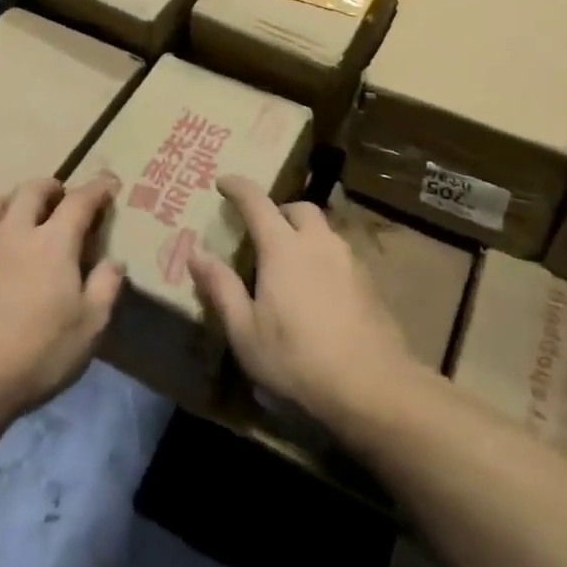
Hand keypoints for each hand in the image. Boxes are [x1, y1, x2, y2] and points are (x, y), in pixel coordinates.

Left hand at [0, 175, 124, 428]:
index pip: (80, 201)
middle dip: (50, 187)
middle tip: (59, 198)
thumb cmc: (34, 356)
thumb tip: (115, 261)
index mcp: (53, 242)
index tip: (109, 182)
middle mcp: (13, 231)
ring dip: (9, 202)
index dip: (98, 188)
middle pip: (31, 190)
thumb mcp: (89, 328)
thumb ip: (106, 288)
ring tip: (16, 215)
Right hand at [188, 176, 418, 428]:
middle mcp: (317, 241)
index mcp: (283, 247)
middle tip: (262, 232)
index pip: (256, 202)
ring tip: (290, 262)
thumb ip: (220, 287)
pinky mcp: (368, 280)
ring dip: (303, 233)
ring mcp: (348, 258)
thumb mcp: (245, 331)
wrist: (371, 384)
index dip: (238, 187)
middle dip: (278, 211)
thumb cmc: (296, 358)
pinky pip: (339, 253)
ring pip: (322, 229)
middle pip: (298, 208)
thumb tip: (195, 252)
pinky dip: (322, 256)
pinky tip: (319, 289)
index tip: (223, 182)